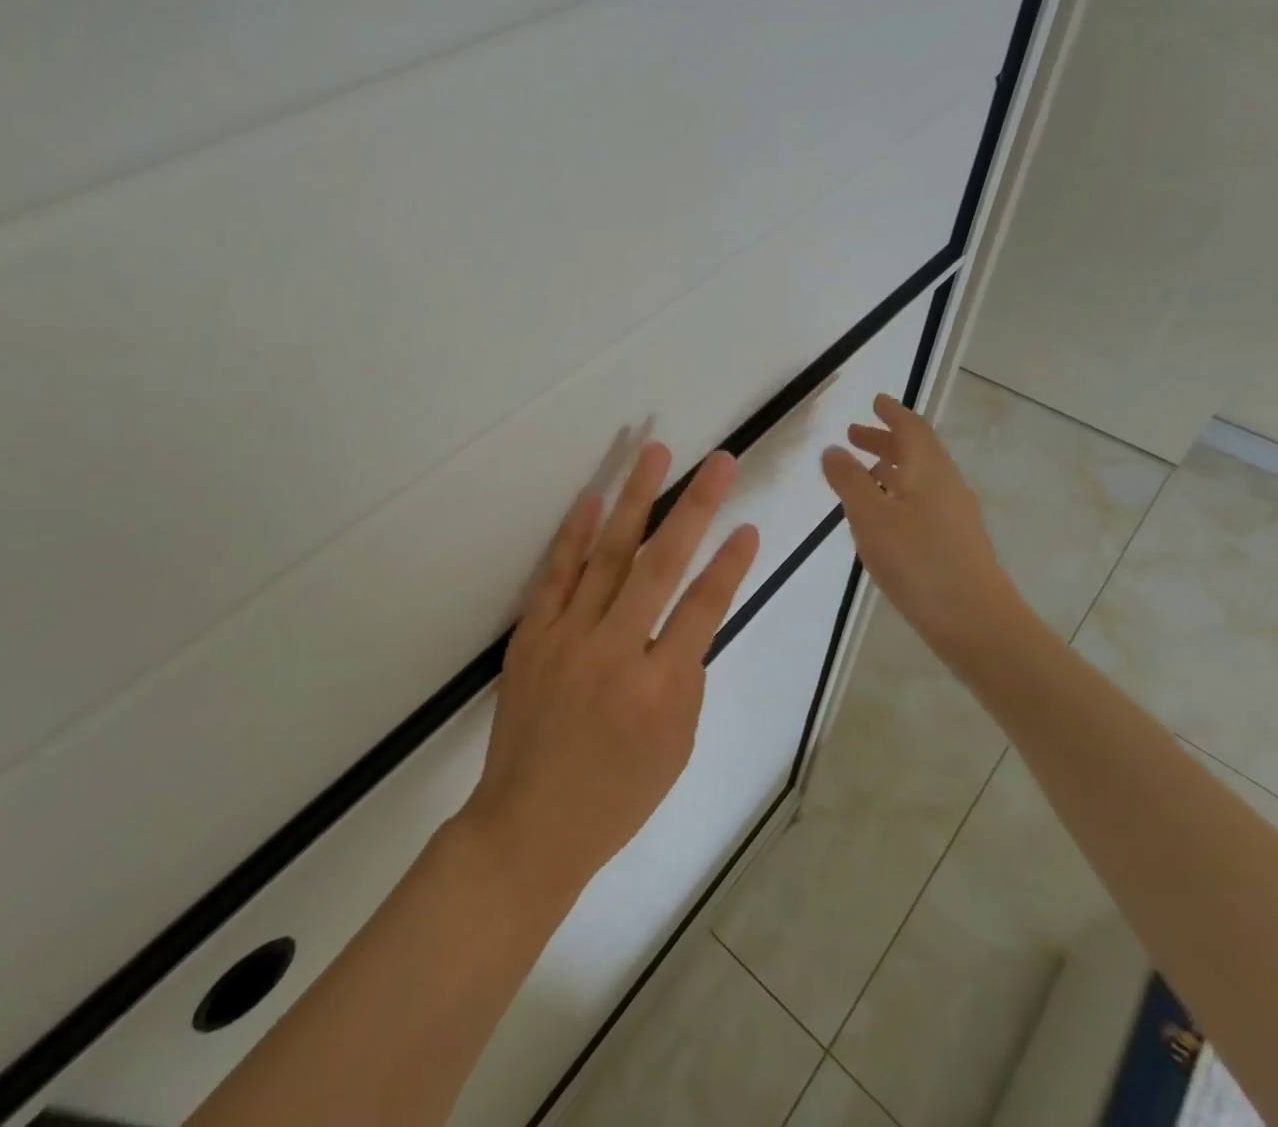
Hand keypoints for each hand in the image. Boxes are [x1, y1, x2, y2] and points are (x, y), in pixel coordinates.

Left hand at [459, 443, 760, 907]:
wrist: (529, 824)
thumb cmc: (615, 797)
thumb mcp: (675, 748)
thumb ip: (684, 677)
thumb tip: (685, 620)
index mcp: (661, 688)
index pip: (704, 608)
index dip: (729, 564)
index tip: (748, 525)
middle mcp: (616, 650)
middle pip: (662, 564)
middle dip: (695, 507)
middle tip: (718, 462)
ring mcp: (569, 637)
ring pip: (609, 555)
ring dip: (635, 499)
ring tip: (654, 453)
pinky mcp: (534, 634)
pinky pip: (558, 575)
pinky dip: (576, 535)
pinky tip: (592, 499)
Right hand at [821, 394, 1022, 654]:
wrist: (976, 622)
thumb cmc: (918, 561)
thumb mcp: (871, 516)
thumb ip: (849, 480)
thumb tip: (833, 449)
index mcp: (929, 470)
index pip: (911, 428)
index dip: (892, 413)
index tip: (876, 401)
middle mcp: (947, 485)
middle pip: (917, 451)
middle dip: (885, 439)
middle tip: (854, 435)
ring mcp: (955, 516)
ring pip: (920, 478)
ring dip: (891, 468)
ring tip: (863, 474)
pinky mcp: (956, 543)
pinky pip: (923, 502)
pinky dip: (899, 494)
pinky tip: (882, 518)